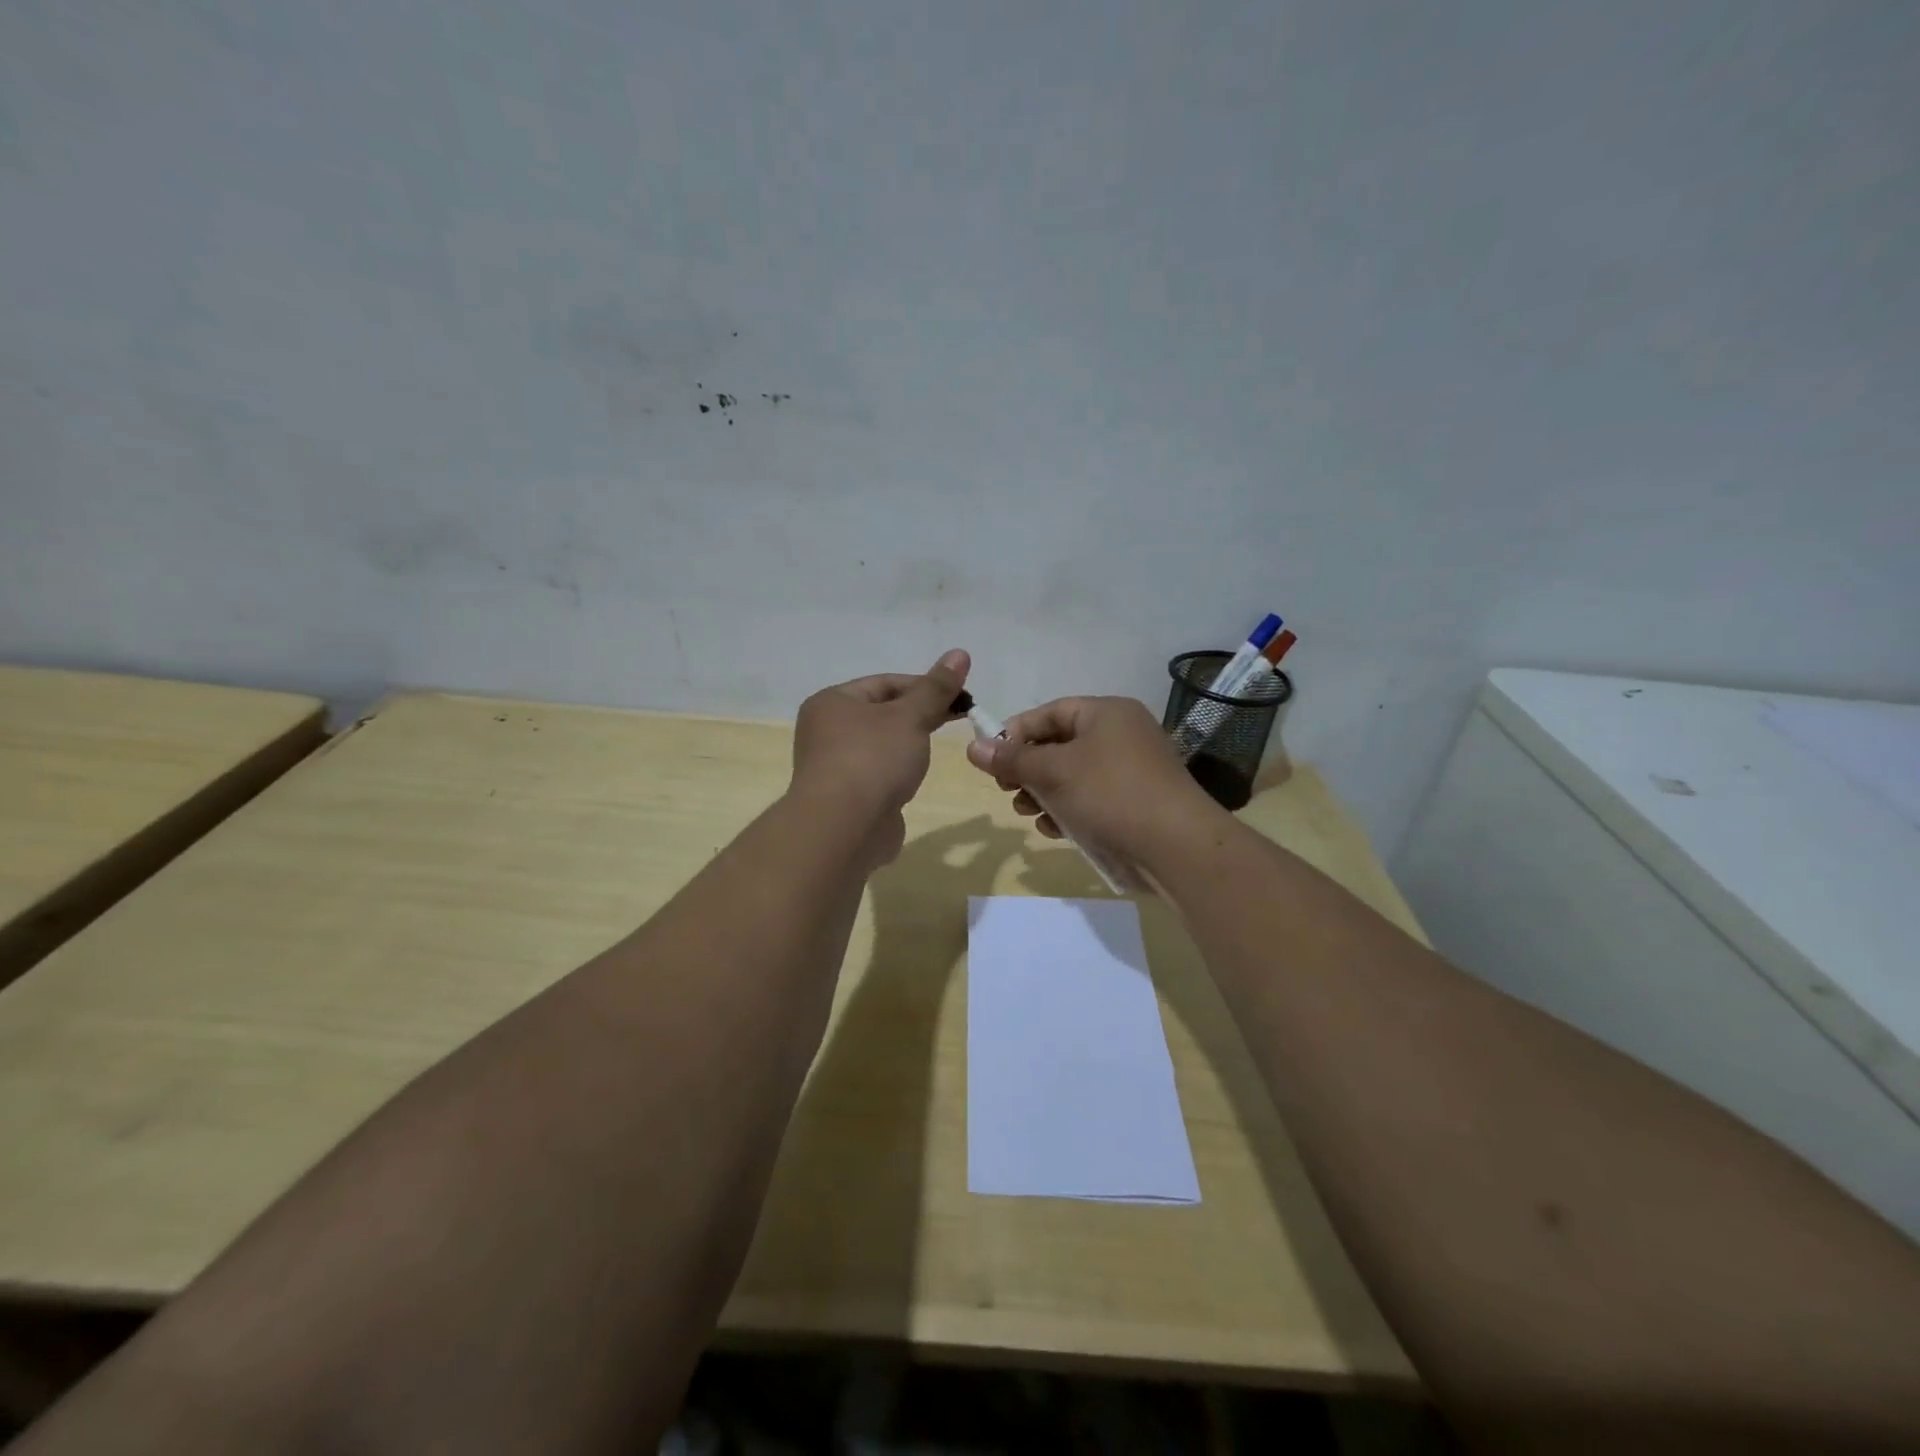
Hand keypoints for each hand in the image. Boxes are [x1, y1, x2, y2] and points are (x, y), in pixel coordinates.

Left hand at [791, 650, 970, 864]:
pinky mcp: (846, 797)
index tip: (962, 697)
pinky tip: (914, 777)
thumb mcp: (911, 717)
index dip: (926, 685)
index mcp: (832, 702)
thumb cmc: (873, 760)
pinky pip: (877, 773)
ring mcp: (833, 766)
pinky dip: (897, 771)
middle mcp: (826, 730)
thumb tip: (960, 653)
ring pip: (880, 744)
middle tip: (960, 717)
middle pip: (882, 712)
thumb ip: (936, 688)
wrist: (844, 829)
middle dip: (920, 713)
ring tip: (937, 746)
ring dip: (909, 743)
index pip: (885, 682)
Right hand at [964, 695, 1224, 862]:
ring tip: (1027, 813)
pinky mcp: (1135, 803)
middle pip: (1059, 745)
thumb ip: (1011, 759)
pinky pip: (1091, 799)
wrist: (1176, 847)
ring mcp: (1131, 770)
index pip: (1050, 712)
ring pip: (1072, 776)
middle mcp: (1121, 735)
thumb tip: (972, 746)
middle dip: (1028, 769)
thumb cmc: (1110, 794)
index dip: (1016, 733)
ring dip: (1043, 794)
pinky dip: (1068, 810)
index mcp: (1106, 713)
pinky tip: (1054, 830)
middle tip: (1007, 791)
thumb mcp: (1053, 772)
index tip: (991, 759)